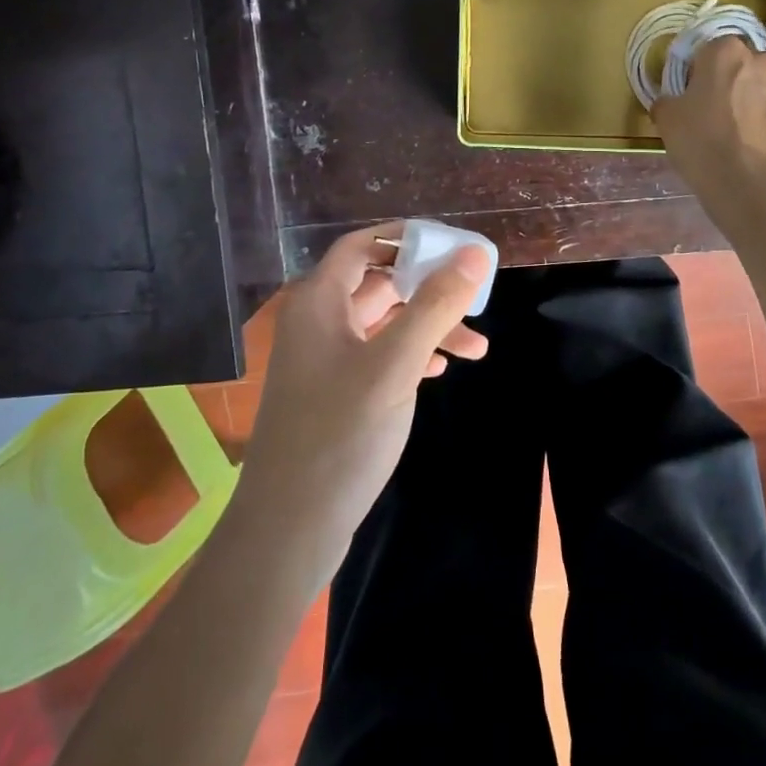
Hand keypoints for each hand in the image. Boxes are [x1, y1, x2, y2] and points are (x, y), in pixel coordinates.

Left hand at [238, 222, 490, 554]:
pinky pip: (376, 356)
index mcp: (318, 301)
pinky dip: (410, 356)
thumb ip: (435, 304)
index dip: (404, 237)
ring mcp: (322, 359)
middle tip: (476, 301)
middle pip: (378, 284)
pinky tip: (440, 370)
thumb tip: (472, 252)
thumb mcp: (396, 363)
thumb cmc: (341, 434)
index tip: (450, 245)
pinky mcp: (331, 393)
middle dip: (429, 291)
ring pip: (383, 324)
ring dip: (427, 328)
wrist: (289, 528)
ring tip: (477, 349)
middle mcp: (316, 321)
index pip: (361, 245)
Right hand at [653, 36, 765, 221]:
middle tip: (721, 113)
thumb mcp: (667, 119)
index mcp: (726, 53)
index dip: (703, 71)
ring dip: (760, 103)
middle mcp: (764, 62)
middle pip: (747, 66)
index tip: (696, 93)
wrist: (749, 185)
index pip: (712, 49)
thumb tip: (672, 101)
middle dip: (736, 83)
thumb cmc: (702, 144)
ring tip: (746, 136)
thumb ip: (669, 100)